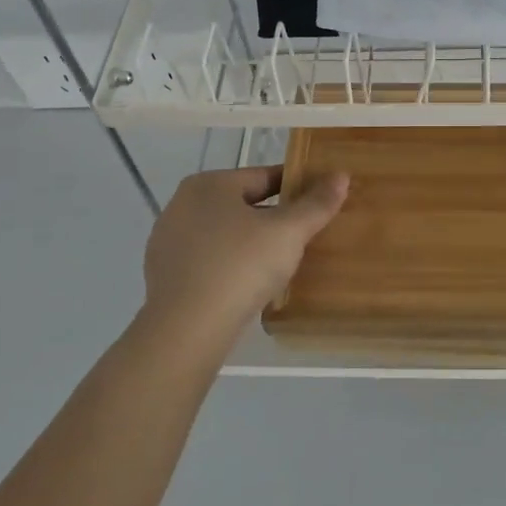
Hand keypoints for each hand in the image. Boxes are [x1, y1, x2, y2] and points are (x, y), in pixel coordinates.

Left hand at [140, 166, 349, 349]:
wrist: (185, 330)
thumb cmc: (240, 266)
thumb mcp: (288, 232)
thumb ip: (316, 203)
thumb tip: (341, 175)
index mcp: (209, 184)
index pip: (263, 176)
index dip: (296, 186)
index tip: (320, 200)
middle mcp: (183, 205)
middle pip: (243, 205)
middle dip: (274, 217)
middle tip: (305, 234)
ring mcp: (168, 241)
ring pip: (224, 234)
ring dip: (251, 243)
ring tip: (282, 262)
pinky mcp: (164, 275)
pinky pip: (209, 261)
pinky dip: (231, 266)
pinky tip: (249, 285)